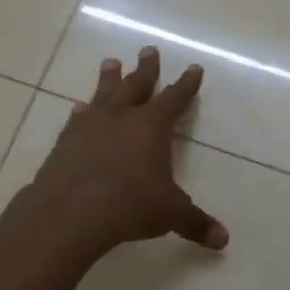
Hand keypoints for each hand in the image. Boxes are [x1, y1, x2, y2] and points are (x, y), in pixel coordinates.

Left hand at [26, 48, 228, 257]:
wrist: (70, 212)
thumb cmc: (129, 205)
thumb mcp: (169, 215)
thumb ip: (195, 223)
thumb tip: (223, 240)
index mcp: (152, 127)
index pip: (174, 99)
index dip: (186, 84)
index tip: (193, 68)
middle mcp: (121, 118)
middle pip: (137, 86)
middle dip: (146, 69)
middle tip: (148, 50)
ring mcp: (90, 127)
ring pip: (103, 94)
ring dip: (109, 79)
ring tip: (111, 62)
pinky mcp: (65, 142)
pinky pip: (77, 119)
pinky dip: (82, 112)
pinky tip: (79, 108)